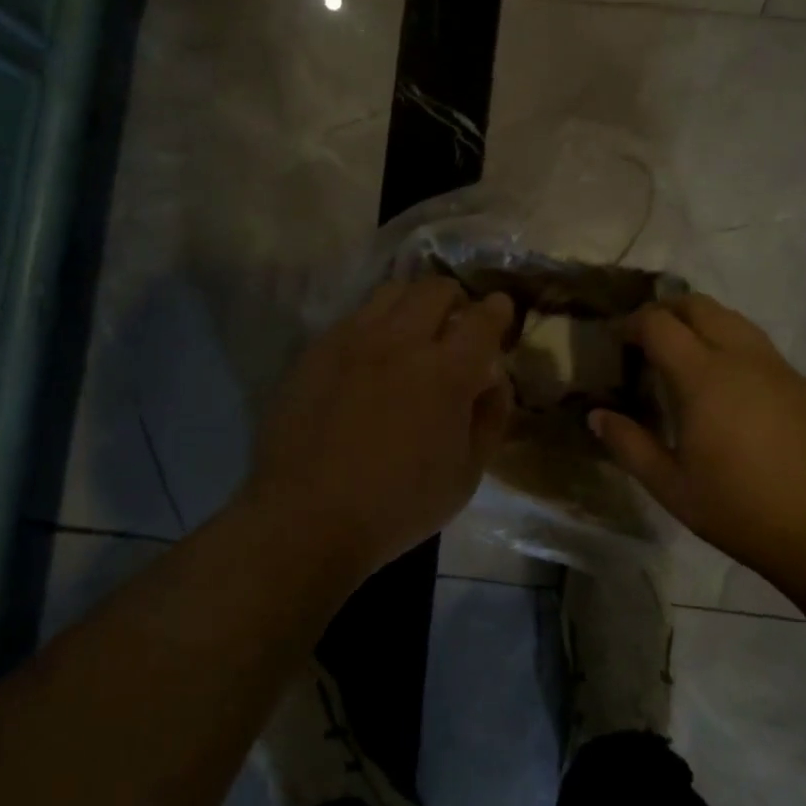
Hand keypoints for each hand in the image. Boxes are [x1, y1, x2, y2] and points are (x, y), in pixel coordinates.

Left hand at [246, 278, 514, 578]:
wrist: (306, 516)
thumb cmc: (397, 505)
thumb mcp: (466, 474)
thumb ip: (490, 416)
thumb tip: (493, 376)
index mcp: (446, 373)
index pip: (482, 319)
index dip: (496, 310)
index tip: (499, 311)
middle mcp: (401, 342)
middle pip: (436, 289)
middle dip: (455, 298)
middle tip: (456, 320)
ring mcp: (354, 339)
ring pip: (393, 291)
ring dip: (413, 301)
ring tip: (413, 327)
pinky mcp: (319, 348)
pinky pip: (356, 315)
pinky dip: (376, 322)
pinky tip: (371, 352)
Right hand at [589, 294, 805, 579]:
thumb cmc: (739, 511)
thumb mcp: (670, 486)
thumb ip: (628, 444)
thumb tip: (597, 415)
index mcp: (704, 377)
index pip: (660, 323)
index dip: (633, 323)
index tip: (619, 341)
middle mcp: (743, 359)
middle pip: (699, 305)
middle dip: (667, 311)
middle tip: (649, 340)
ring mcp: (781, 369)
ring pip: (736, 321)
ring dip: (704, 326)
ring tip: (689, 359)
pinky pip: (764, 352)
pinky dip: (737, 353)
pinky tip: (735, 396)